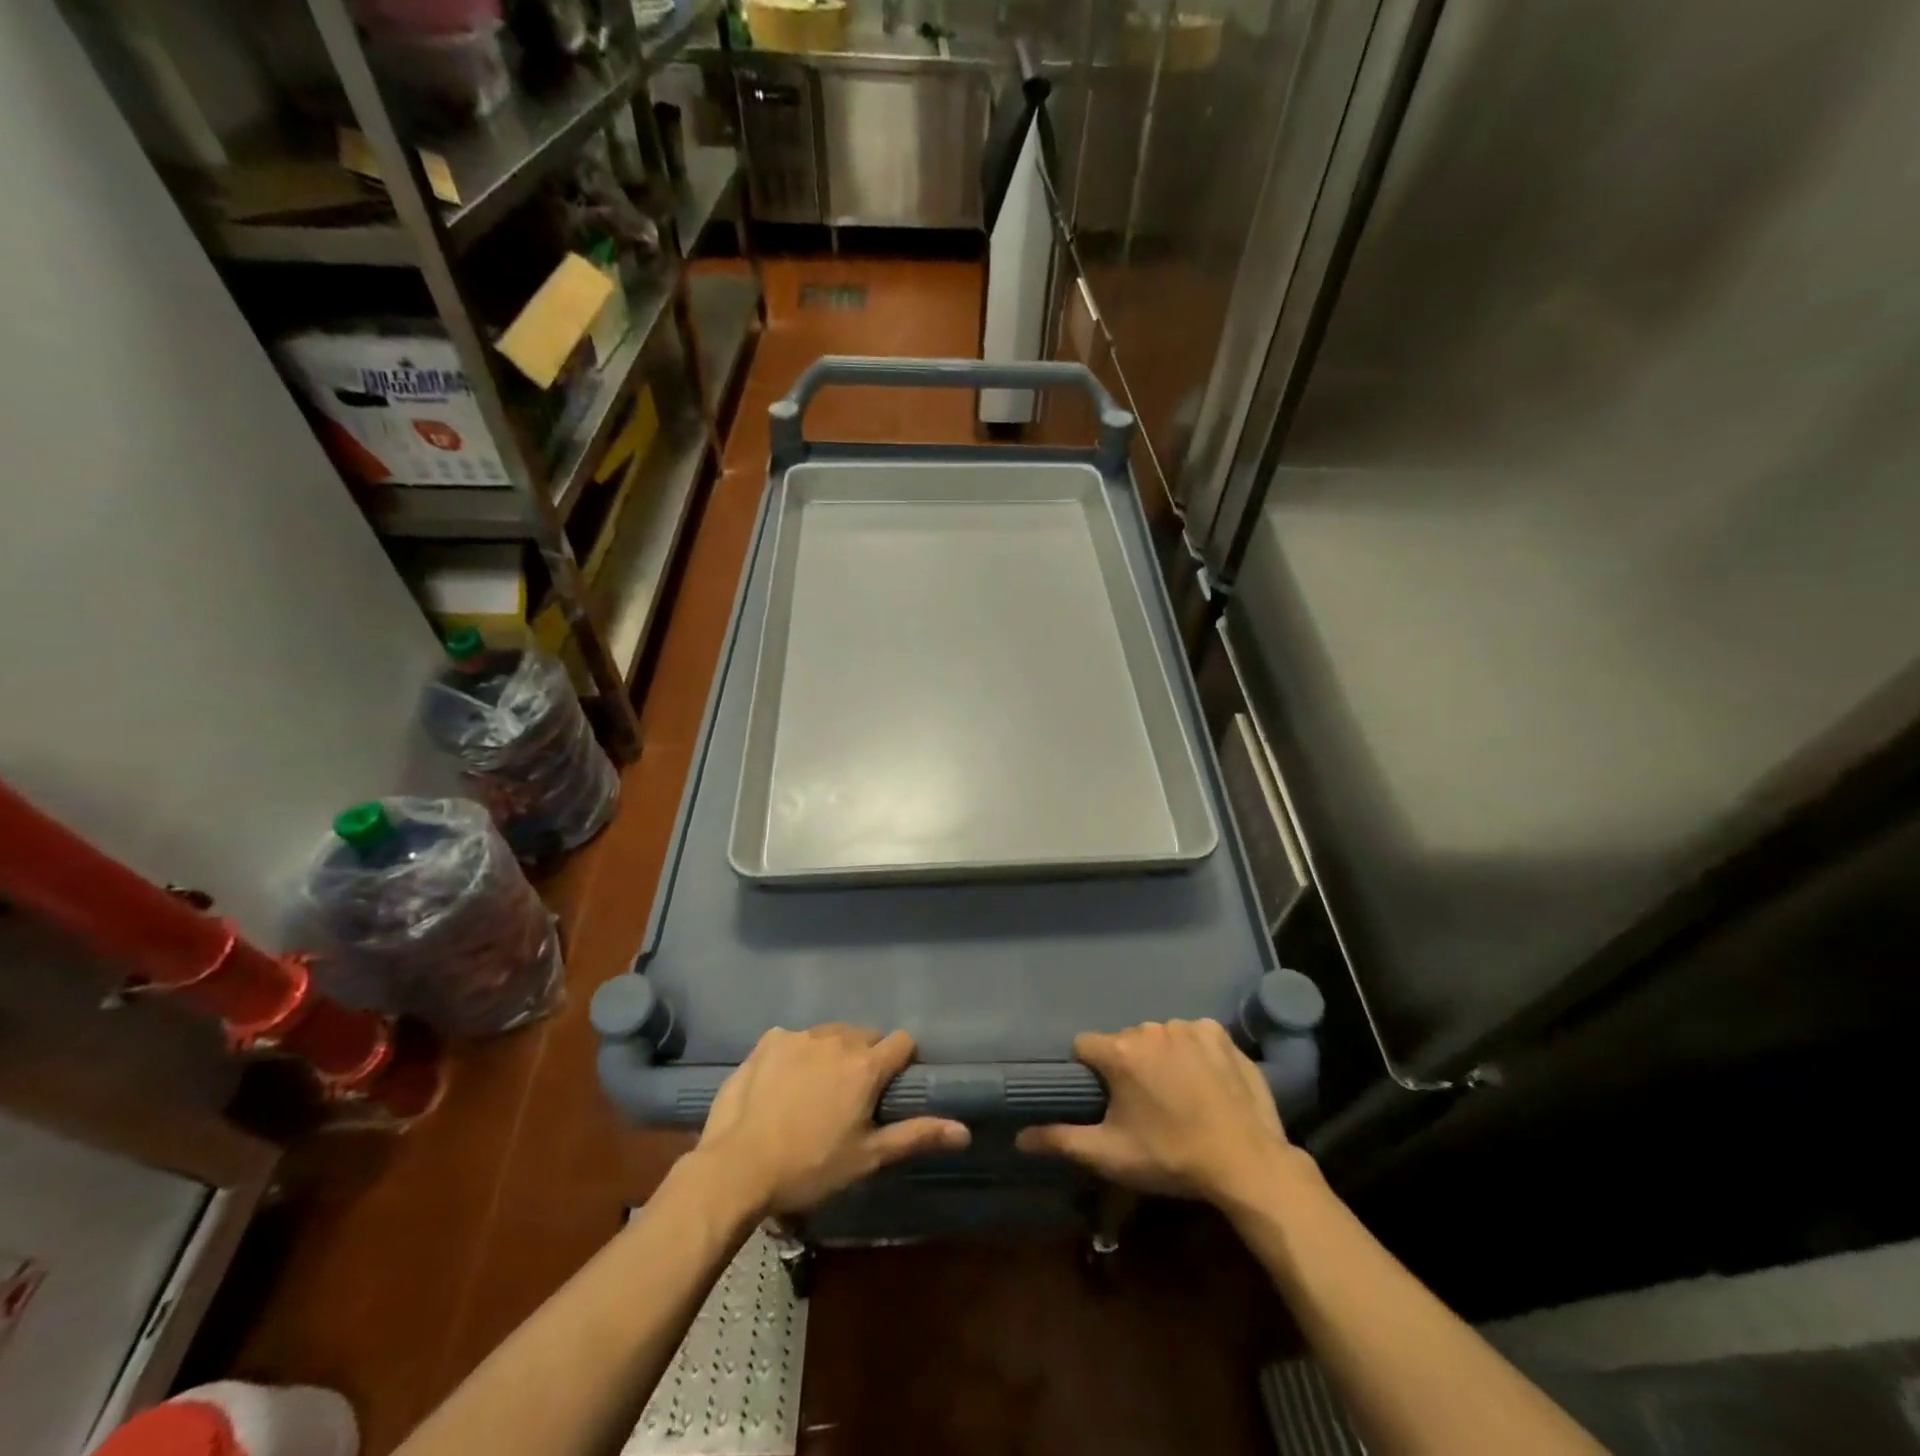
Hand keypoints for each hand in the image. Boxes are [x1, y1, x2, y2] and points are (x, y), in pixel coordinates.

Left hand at [693, 1024, 969, 1216]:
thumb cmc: (810, 1167)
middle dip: (865, 1058)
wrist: (737, 1167)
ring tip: (814, 1092)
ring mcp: (800, 1036)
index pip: (902, 1042)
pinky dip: (796, 1055)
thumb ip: (916, 1135)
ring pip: (830, 1035)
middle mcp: (837, 1039)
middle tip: (850, 1097)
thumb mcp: (867, 1157)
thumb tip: (964, 1131)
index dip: (902, 1062)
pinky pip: (794, 1039)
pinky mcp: (769, 1040)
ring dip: (831, 1054)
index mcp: (866, 1065)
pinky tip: (782, 1085)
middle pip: (865, 1036)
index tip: (890, 1088)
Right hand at [1016, 1019, 1292, 1204]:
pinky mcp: (1218, 1032)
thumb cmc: (1172, 1158)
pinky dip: (1192, 1052)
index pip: (1085, 1047)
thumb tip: (1018, 1137)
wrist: (1247, 1163)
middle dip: (1127, 1067)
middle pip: (1124, 1042)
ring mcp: (1187, 1026)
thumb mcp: (1111, 1155)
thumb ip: (1061, 1140)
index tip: (1105, 1099)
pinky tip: (1205, 1082)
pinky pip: (1192, 1035)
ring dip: (1160, 1058)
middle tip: (1146, 1107)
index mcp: (1120, 1052)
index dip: (1090, 1072)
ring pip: (1158, 1037)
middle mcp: (1150, 1028)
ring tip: (1179, 1096)